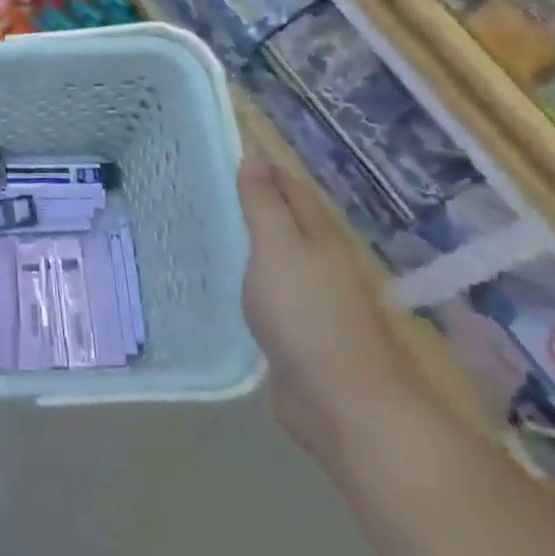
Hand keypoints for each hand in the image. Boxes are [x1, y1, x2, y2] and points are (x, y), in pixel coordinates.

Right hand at [239, 158, 430, 467]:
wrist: (344, 404)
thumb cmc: (307, 314)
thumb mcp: (277, 246)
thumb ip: (263, 203)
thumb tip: (255, 154)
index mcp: (319, 235)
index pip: (290, 188)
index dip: (264, 168)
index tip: (229, 151)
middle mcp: (321, 263)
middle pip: (288, 223)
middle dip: (257, 204)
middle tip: (210, 187)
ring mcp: (314, 303)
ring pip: (278, 261)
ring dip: (254, 245)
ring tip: (212, 229)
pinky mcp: (300, 338)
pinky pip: (270, 298)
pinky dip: (252, 284)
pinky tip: (228, 286)